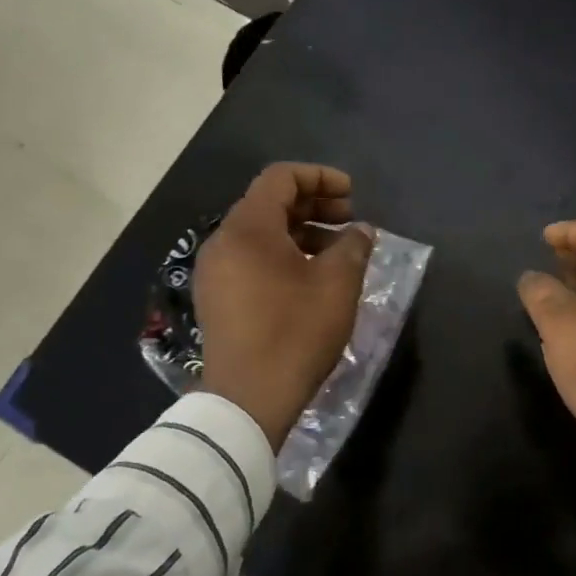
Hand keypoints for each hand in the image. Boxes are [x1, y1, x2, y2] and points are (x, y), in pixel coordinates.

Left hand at [196, 164, 373, 449]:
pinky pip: (250, 260)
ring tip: (336, 252)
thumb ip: (352, 247)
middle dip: (313, 205)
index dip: (320, 177)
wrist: (248, 398)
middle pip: (268, 204)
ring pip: (260, 234)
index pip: (281, 178)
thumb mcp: (337, 284)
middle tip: (350, 220)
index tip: (352, 195)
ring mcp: (214, 272)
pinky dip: (282, 256)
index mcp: (248, 228)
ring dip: (300, 232)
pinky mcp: (216, 298)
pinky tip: (310, 279)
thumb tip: (360, 231)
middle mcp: (223, 242)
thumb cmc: (296, 332)